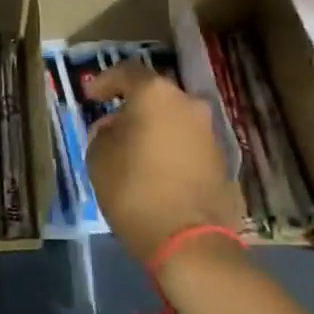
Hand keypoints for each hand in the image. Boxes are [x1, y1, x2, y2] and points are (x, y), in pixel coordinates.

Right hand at [84, 63, 244, 264]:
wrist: (190, 240)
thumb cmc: (135, 191)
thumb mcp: (99, 159)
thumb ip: (103, 134)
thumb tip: (114, 128)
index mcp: (155, 95)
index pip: (127, 73)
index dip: (105, 82)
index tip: (91, 96)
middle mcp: (187, 103)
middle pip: (155, 95)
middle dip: (133, 107)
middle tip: (113, 124)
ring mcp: (209, 130)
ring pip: (174, 118)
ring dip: (155, 128)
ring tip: (134, 150)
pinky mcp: (222, 158)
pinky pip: (188, 142)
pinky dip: (171, 148)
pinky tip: (157, 168)